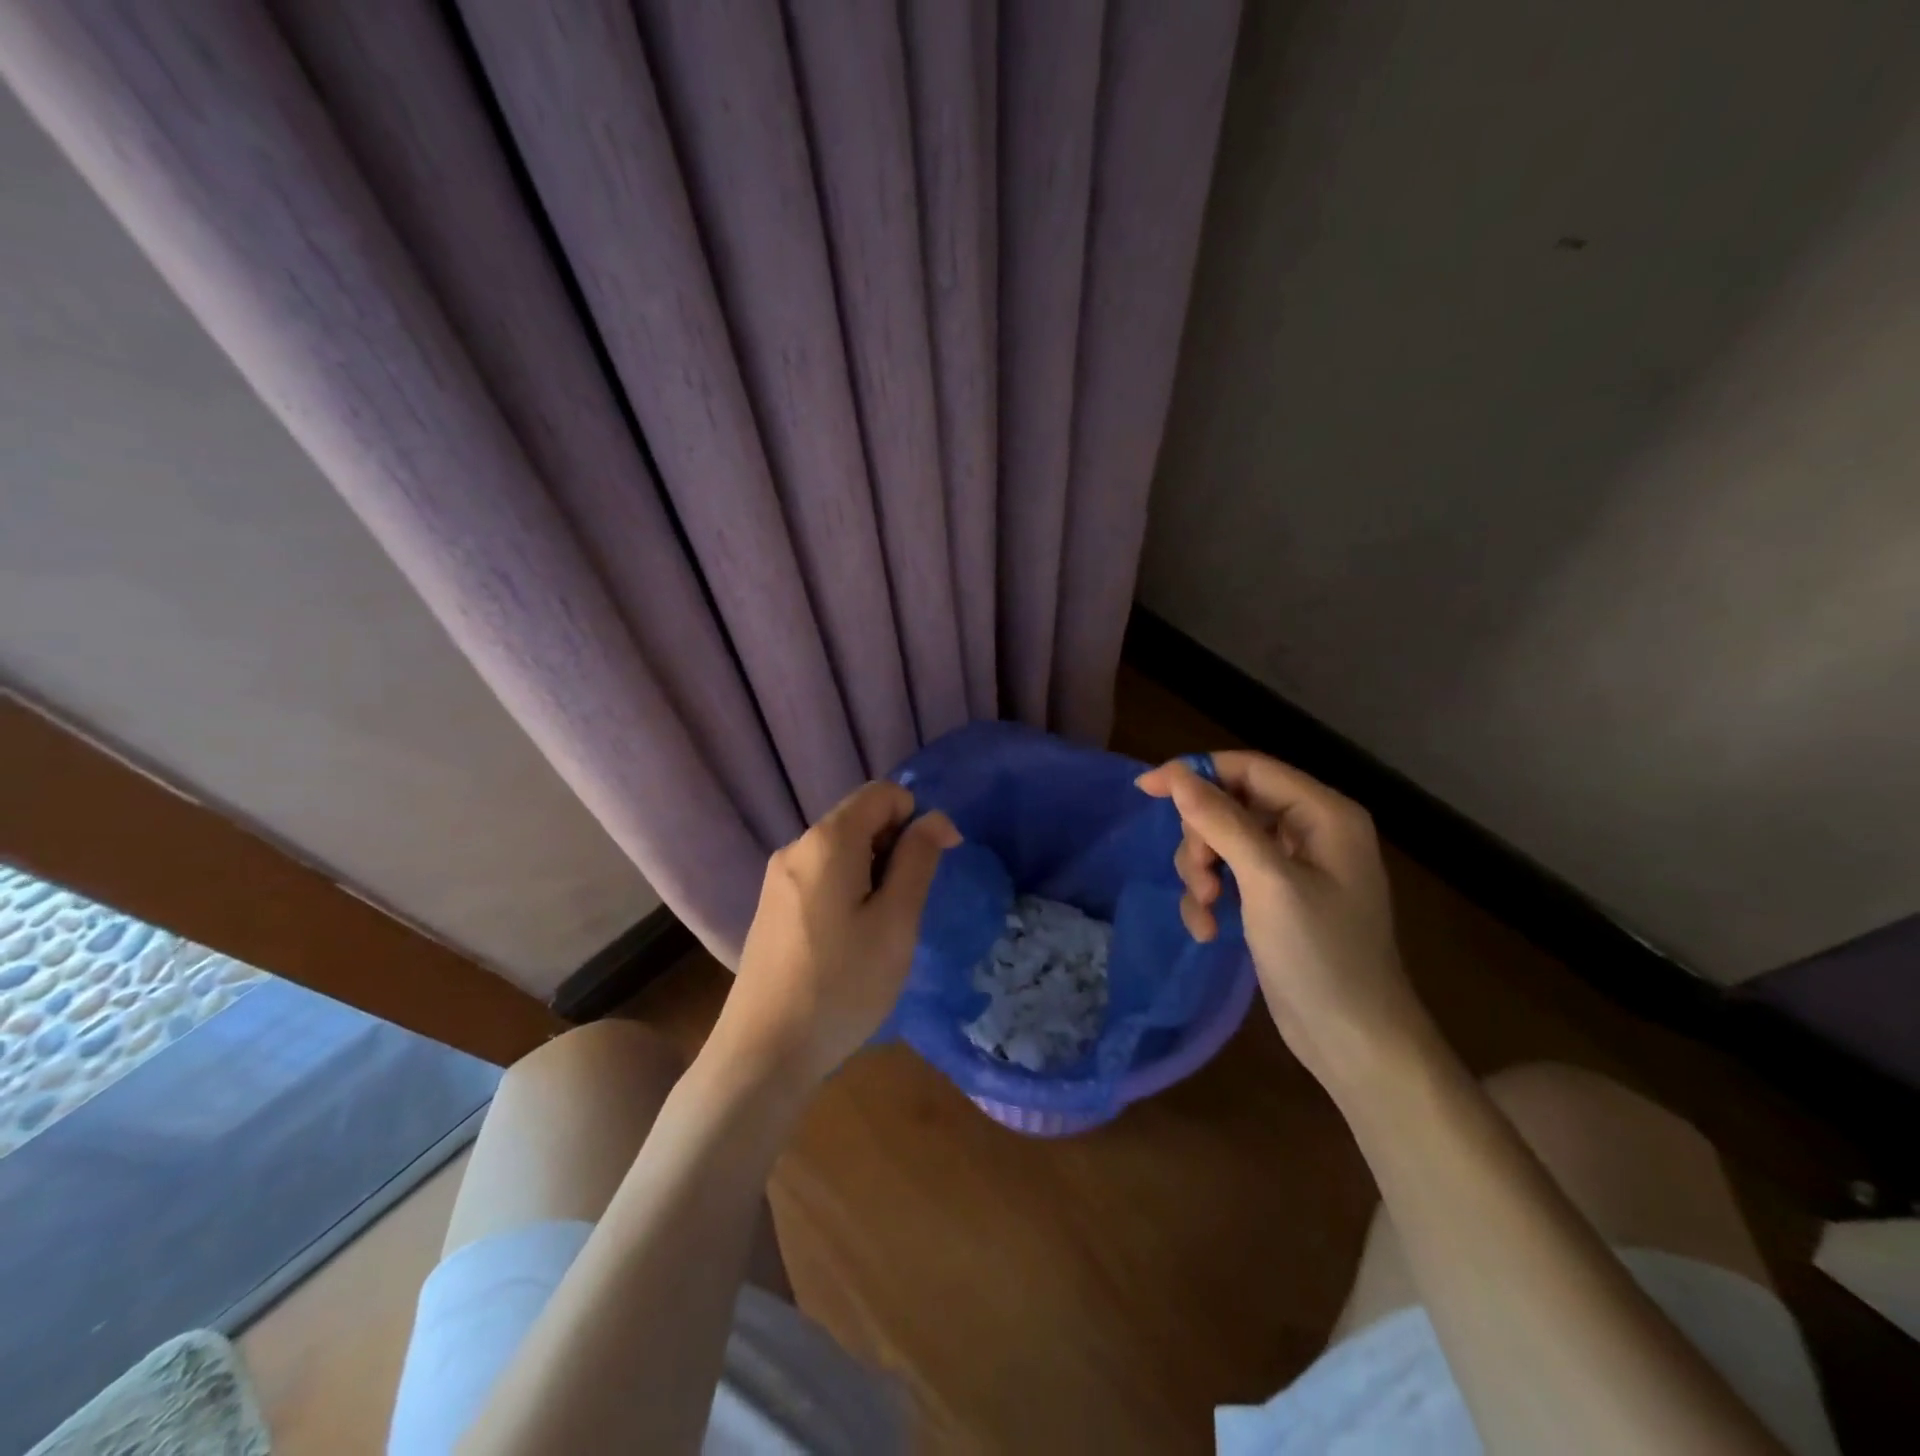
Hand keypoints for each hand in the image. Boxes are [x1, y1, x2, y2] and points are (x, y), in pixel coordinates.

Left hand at [720, 781, 960, 1089]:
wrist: (762, 1054)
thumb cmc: (841, 985)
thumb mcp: (895, 922)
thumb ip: (918, 860)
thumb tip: (935, 819)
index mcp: (827, 841)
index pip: (882, 794)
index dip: (918, 816)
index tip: (937, 861)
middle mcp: (796, 847)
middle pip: (859, 819)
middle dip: (895, 847)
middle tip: (907, 906)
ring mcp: (777, 877)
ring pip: (841, 850)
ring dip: (873, 871)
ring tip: (880, 928)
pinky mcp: (771, 906)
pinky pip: (821, 875)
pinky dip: (848, 889)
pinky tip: (849, 940)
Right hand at [1136, 752, 1431, 1095]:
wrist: (1354, 1042)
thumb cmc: (1321, 956)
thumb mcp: (1267, 882)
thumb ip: (1222, 823)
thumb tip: (1176, 776)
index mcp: (1323, 814)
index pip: (1249, 768)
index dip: (1196, 772)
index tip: (1145, 789)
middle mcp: (1310, 831)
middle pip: (1231, 805)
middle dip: (1203, 838)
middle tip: (1200, 877)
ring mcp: (1293, 867)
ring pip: (1223, 841)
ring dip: (1202, 872)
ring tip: (1206, 909)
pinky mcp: (1276, 898)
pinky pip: (1229, 875)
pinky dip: (1211, 897)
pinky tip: (1208, 929)